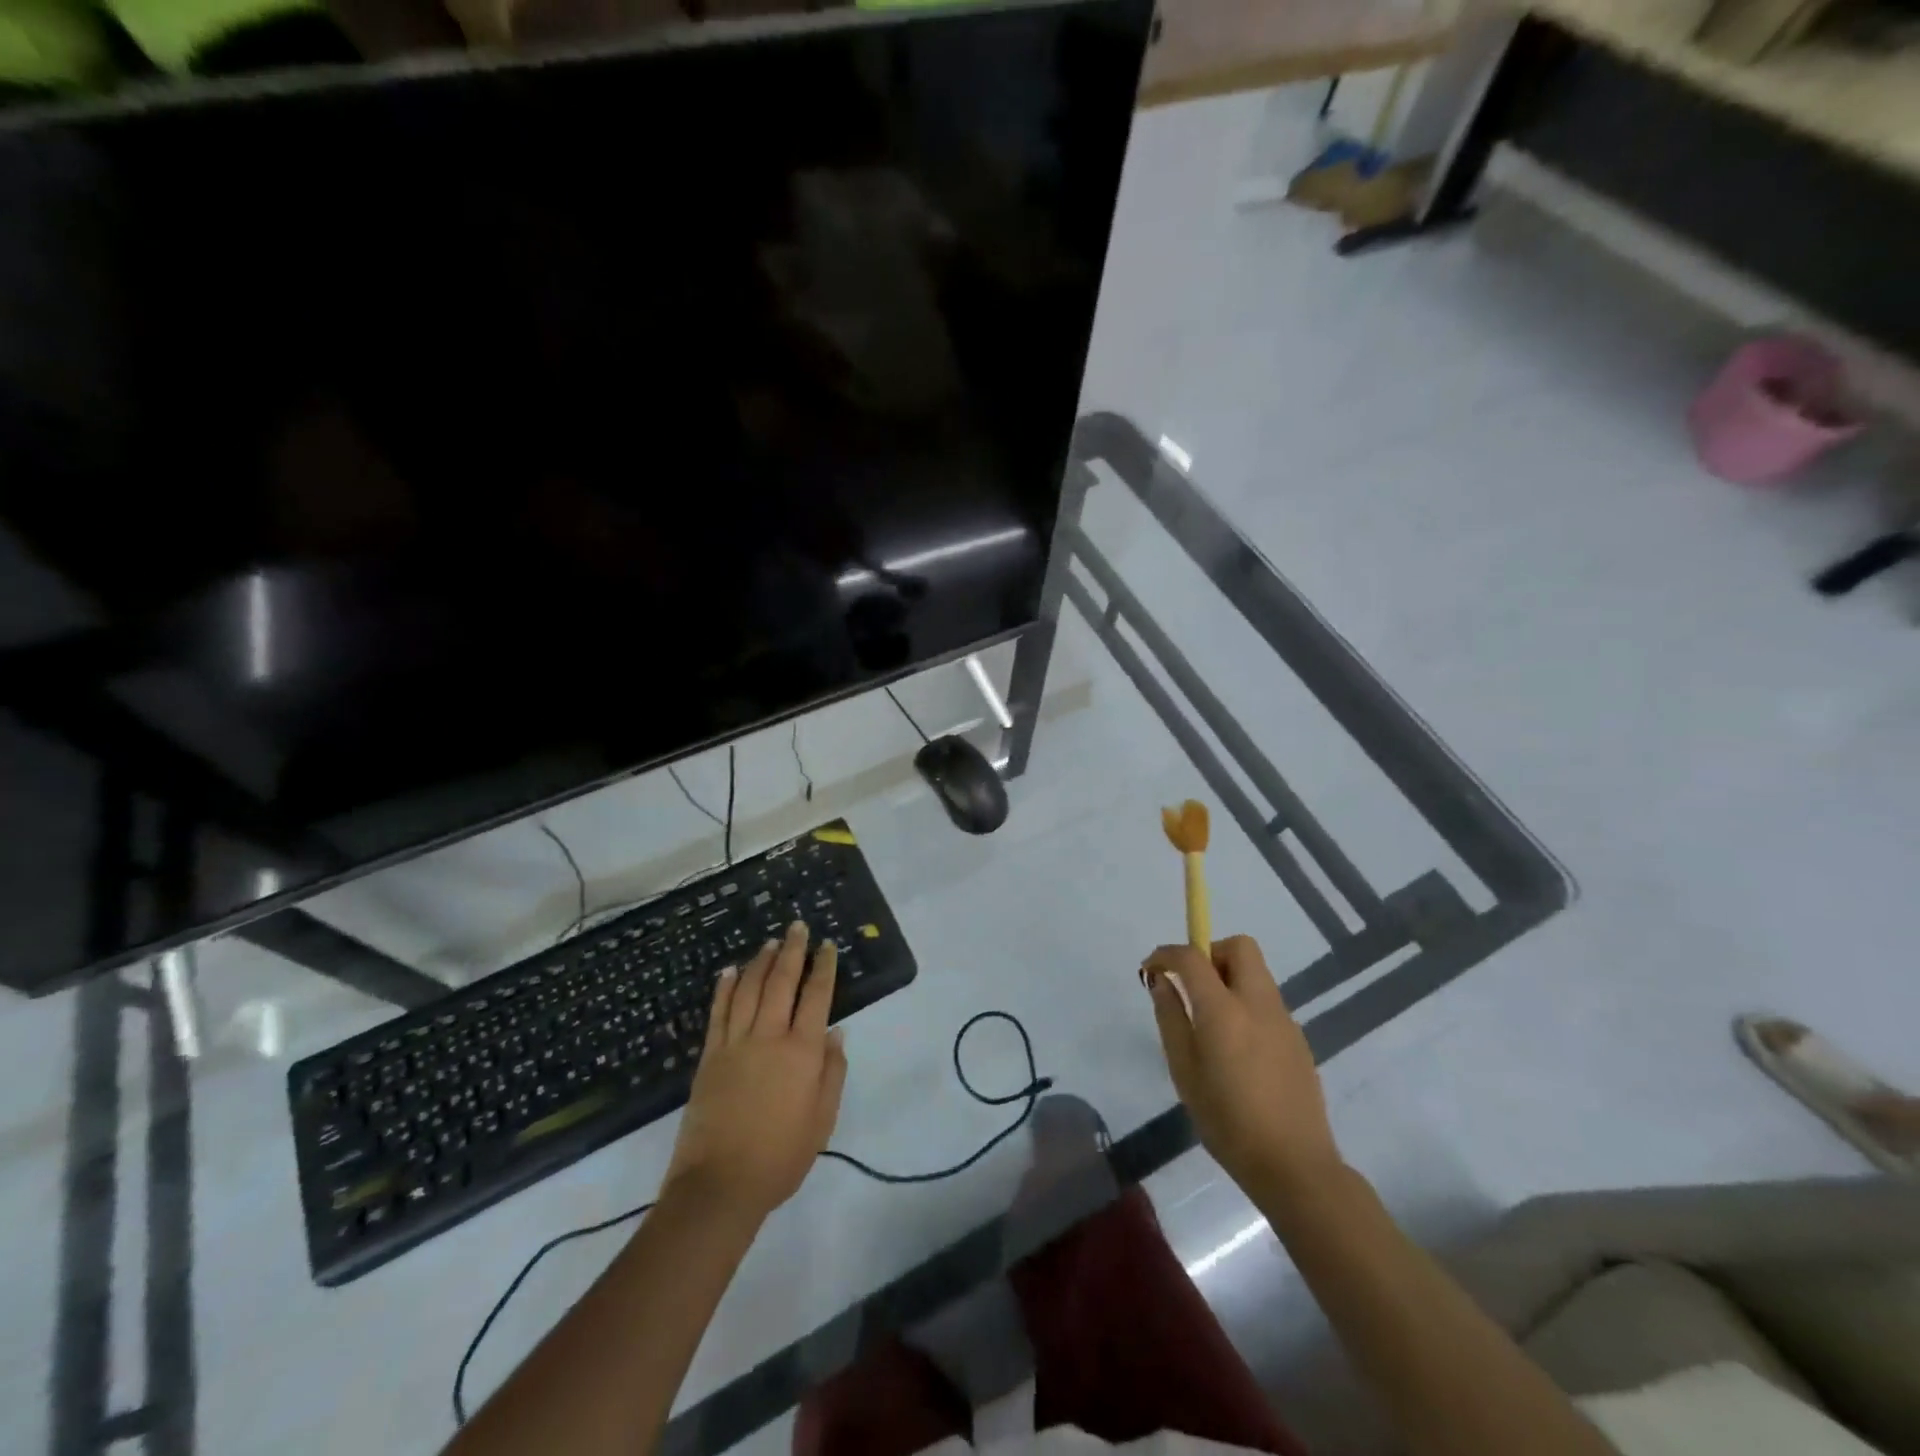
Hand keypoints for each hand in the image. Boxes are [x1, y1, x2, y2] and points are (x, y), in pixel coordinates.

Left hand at [665, 922, 846, 1221]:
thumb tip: (836, 1032)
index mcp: (802, 1052)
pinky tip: (729, 971)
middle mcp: (769, 1037)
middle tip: (797, 926)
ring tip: (770, 942)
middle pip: (781, 982)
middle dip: (792, 951)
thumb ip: (832, 1072)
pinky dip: (724, 988)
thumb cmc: (781, 1157)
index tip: (827, 945)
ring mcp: (735, 1044)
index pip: (817, 996)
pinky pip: (718, 1013)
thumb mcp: (822, 1120)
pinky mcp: (709, 1057)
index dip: (824, 968)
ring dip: (760, 962)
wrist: (720, 1186)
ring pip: (748, 990)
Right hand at [1143, 936, 1341, 1206]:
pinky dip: (1246, 1004)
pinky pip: (1266, 1002)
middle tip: (1192, 986)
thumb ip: (1171, 1018)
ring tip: (1211, 1023)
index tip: (1152, 969)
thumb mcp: (1184, 1071)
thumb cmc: (1227, 1121)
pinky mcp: (1298, 1039)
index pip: (1192, 956)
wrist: (1294, 1166)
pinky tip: (1238, 1049)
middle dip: (1210, 953)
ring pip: (1256, 973)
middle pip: (1240, 946)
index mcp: (1224, 1010)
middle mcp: (1258, 1003)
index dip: (1167, 954)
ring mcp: (1284, 1019)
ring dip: (1229, 979)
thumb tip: (1161, 981)